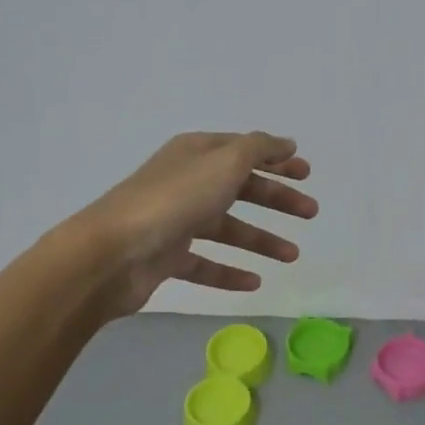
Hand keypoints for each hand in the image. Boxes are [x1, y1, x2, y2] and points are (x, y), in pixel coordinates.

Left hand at [73, 131, 317, 317]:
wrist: (113, 252)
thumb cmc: (174, 200)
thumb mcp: (224, 162)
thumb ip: (258, 149)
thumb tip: (284, 142)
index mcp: (197, 154)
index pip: (244, 151)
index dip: (276, 160)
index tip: (307, 173)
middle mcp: (186, 183)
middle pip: (240, 188)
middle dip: (277, 200)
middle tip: (311, 213)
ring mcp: (175, 221)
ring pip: (227, 229)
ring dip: (261, 240)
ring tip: (293, 256)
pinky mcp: (167, 257)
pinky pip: (206, 264)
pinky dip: (230, 272)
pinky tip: (255, 282)